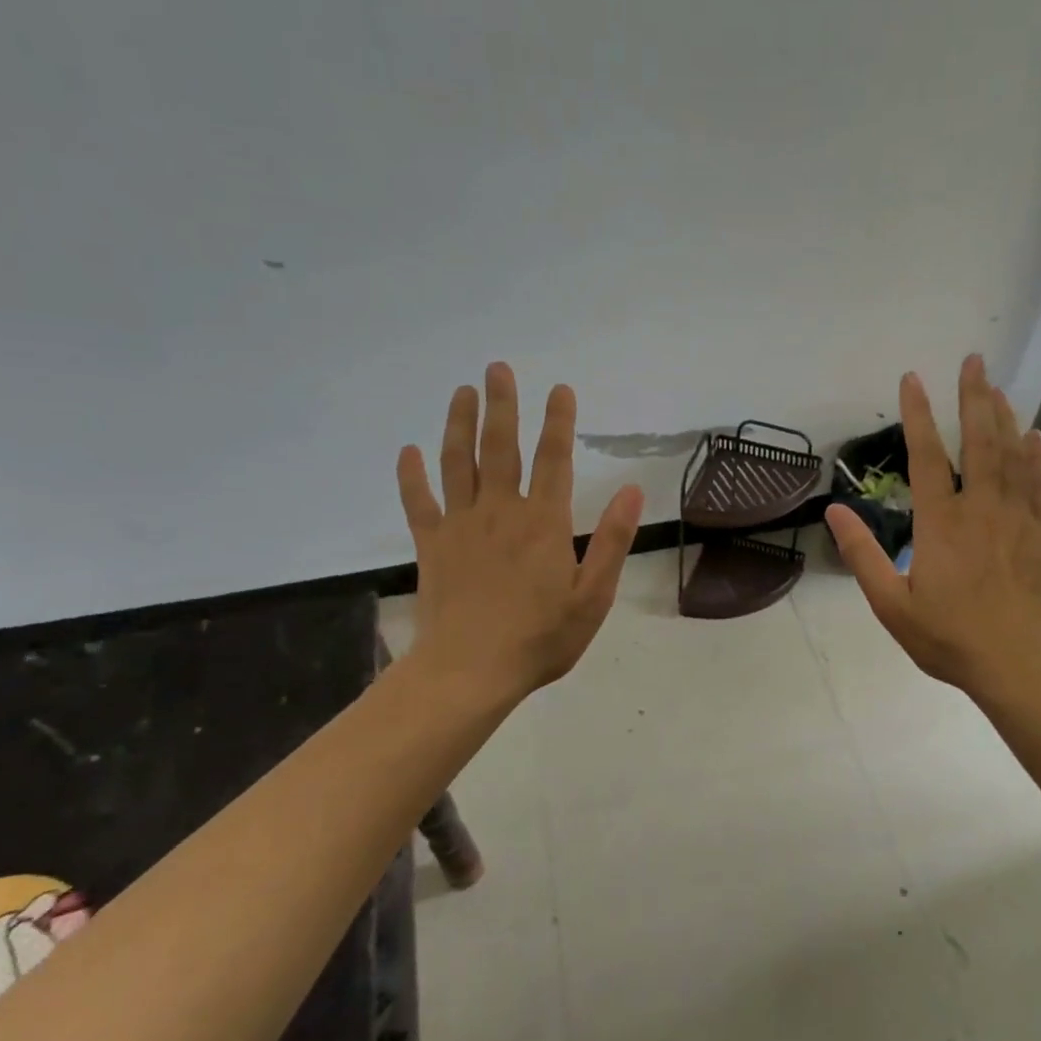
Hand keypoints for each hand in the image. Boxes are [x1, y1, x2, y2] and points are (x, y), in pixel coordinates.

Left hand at [395, 362, 643, 703]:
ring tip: (461, 392)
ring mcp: (461, 526)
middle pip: (500, 447)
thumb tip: (632, 490)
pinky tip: (408, 451)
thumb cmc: (541, 638)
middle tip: (497, 368)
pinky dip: (411, 475)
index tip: (560, 389)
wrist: (470, 672)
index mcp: (544, 522)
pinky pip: (418, 502)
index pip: (554, 459)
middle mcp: (501, 511)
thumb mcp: (593, 596)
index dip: (558, 421)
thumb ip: (613, 541)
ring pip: (457, 463)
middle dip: (502, 405)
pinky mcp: (431, 545)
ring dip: (459, 424)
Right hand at [825, 356, 1040, 701]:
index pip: (926, 456)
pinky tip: (1036, 437)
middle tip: (973, 360)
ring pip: (1013, 455)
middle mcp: (982, 509)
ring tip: (997, 387)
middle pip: (979, 441)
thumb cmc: (951, 639)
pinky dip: (1040, 456)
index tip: (912, 379)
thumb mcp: (891, 605)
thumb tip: (834, 512)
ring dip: (1005, 417)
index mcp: (941, 524)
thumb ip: (862, 555)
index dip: (918, 414)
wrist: (1022, 667)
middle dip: (974, 397)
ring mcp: (1019, 518)